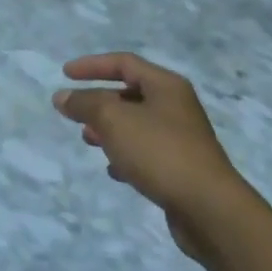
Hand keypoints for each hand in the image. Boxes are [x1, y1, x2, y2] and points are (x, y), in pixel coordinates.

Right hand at [54, 53, 263, 262]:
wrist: (208, 208)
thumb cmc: (160, 152)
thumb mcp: (115, 120)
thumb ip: (86, 104)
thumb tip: (62, 96)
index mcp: (166, 86)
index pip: (124, 63)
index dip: (92, 65)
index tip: (64, 74)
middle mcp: (176, 106)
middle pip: (130, 93)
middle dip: (99, 101)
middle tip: (74, 113)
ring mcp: (181, 138)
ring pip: (136, 125)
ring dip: (109, 129)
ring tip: (87, 140)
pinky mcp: (181, 168)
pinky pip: (146, 153)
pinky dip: (125, 156)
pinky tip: (113, 171)